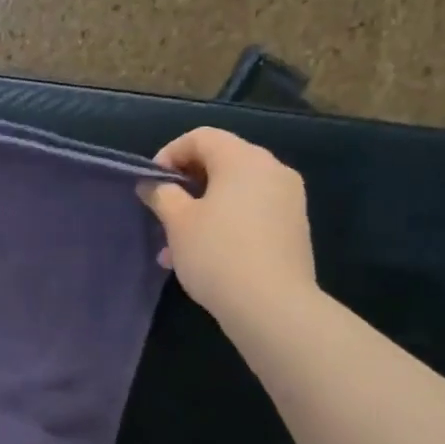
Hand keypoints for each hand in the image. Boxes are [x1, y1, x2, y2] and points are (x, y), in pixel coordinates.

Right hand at [137, 128, 315, 318]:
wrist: (273, 306)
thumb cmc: (218, 254)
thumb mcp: (178, 222)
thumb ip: (162, 195)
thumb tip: (153, 184)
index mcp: (243, 159)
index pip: (201, 137)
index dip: (170, 154)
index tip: (151, 183)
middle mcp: (272, 170)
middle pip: (221, 162)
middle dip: (186, 185)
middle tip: (162, 211)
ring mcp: (288, 200)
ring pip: (234, 192)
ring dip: (202, 209)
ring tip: (175, 245)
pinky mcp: (293, 228)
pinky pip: (251, 213)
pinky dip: (225, 223)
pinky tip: (203, 257)